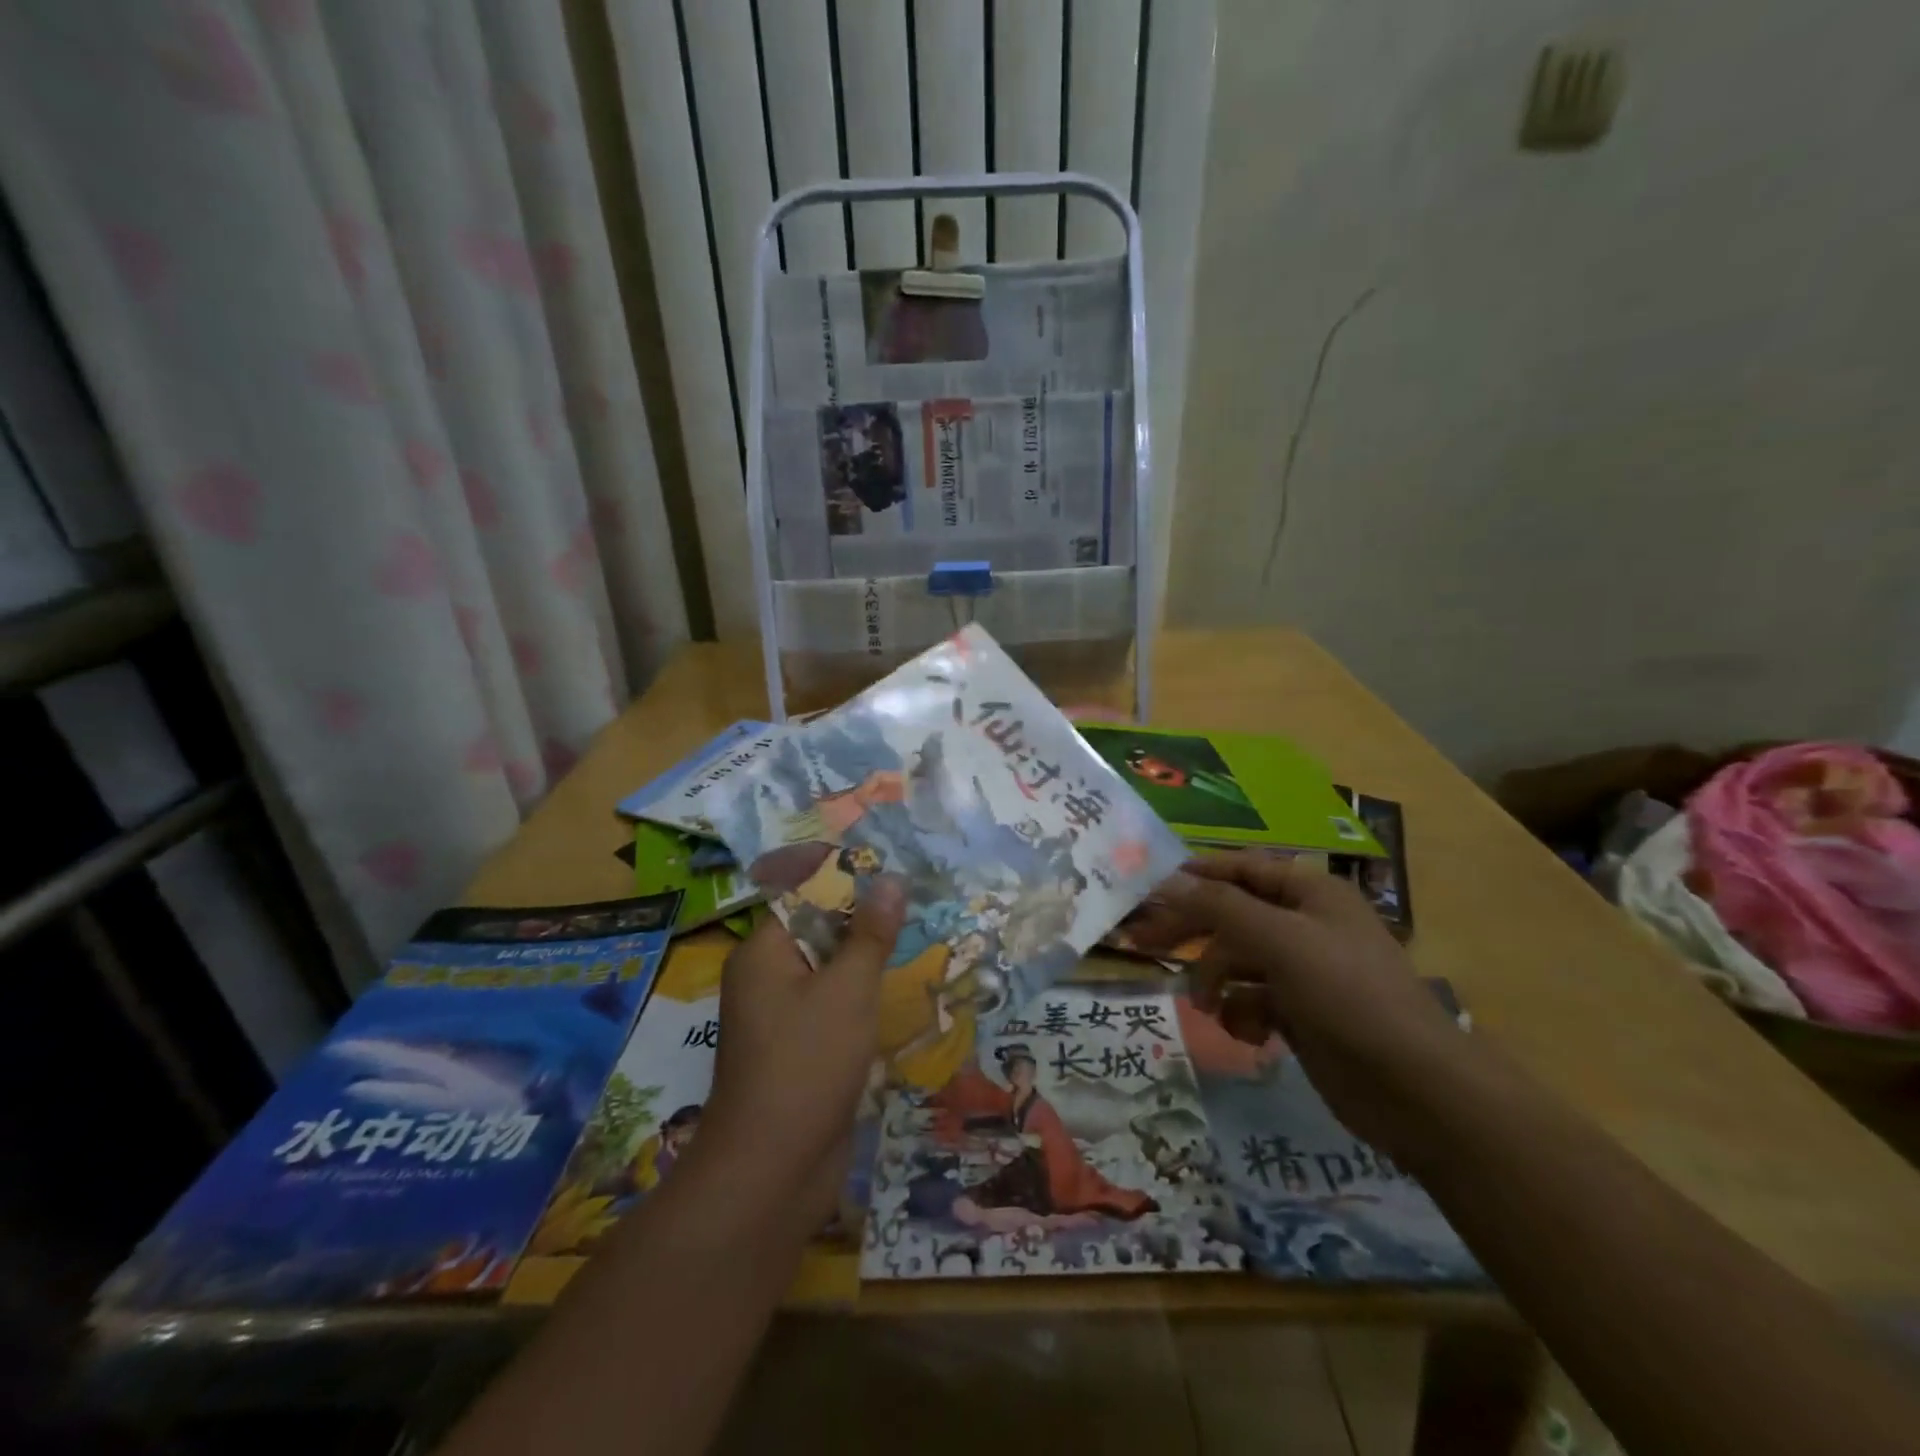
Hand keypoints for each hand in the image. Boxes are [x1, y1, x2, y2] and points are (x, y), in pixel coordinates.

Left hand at [697, 878, 905, 1224]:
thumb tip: (890, 880)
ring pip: (829, 971)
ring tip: (919, 938)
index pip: (804, 894)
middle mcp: (766, 978)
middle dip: (864, 917)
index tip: (892, 867)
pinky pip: (832, 1007)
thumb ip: (871, 933)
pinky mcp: (799, 1050)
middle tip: (917, 900)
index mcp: (763, 952)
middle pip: (818, 930)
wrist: (772, 1171)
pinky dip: (862, 997)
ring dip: (868, 959)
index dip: (846, 878)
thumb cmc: (807, 1064)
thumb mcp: (848, 990)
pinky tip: (901, 992)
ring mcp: (781, 1017)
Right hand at [1134, 853, 1472, 1158]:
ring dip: (1217, 982)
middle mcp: (1305, 924)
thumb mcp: (1281, 941)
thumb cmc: (1348, 995)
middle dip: (1195, 933)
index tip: (1151, 889)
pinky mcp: (1300, 1014)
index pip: (1241, 869)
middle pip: (1232, 915)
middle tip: (1146, 944)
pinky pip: (1252, 1000)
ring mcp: (1303, 971)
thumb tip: (1168, 881)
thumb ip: (1221, 907)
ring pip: (1237, 961)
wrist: (1415, 1089)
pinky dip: (1242, 1014)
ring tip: (1208, 1008)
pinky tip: (1248, 1034)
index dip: (1197, 875)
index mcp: (1310, 893)